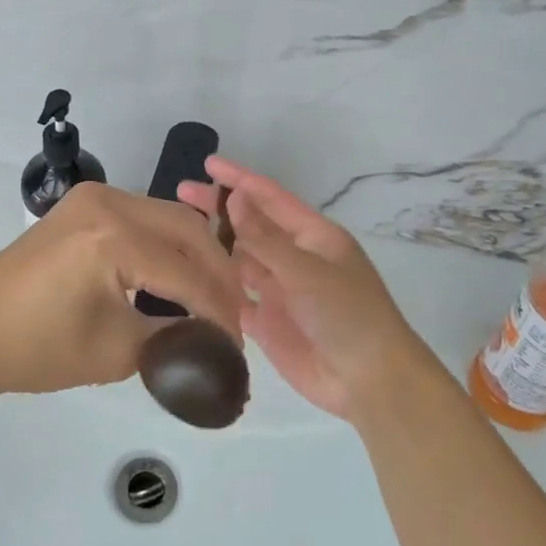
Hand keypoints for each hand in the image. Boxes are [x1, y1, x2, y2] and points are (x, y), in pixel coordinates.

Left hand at [0, 182, 244, 398]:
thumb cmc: (36, 348)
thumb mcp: (115, 351)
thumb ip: (174, 338)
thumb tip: (214, 341)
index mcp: (113, 238)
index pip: (187, 273)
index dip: (219, 311)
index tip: (236, 345)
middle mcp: (109, 203)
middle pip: (188, 230)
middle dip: (217, 273)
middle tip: (233, 315)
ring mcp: (94, 198)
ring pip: (169, 218)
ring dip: (195, 254)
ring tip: (211, 297)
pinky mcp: (84, 205)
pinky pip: (143, 217)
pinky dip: (167, 244)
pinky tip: (176, 275)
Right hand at [178, 158, 424, 419]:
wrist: (368, 381)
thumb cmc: (347, 314)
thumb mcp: (307, 270)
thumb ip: (265, 238)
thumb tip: (234, 198)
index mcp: (313, 236)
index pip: (270, 198)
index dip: (240, 179)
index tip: (208, 163)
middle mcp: (294, 258)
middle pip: (251, 226)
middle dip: (219, 209)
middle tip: (181, 193)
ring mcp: (279, 290)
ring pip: (239, 260)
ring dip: (214, 247)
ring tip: (177, 234)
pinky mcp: (267, 322)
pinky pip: (235, 298)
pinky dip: (216, 288)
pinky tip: (189, 279)